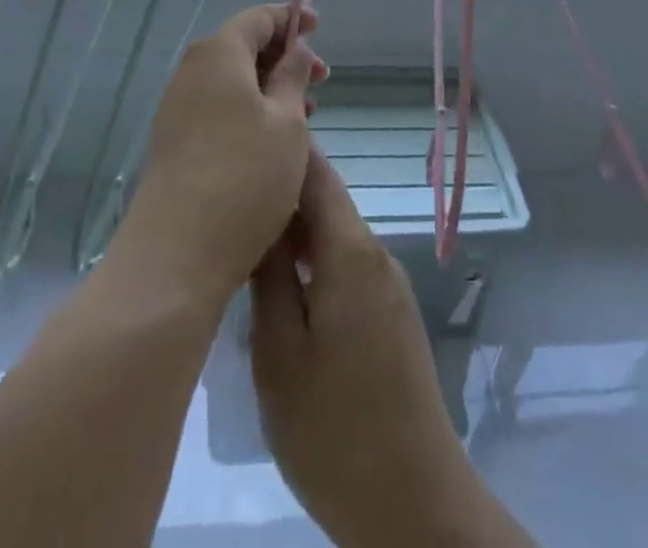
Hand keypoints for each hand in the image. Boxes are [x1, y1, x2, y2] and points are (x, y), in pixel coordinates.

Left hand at [119, 4, 325, 300]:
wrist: (176, 255)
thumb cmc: (245, 176)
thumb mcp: (288, 122)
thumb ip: (294, 76)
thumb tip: (296, 49)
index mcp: (218, 54)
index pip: (257, 18)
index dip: (290, 18)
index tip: (318, 28)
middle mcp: (192, 72)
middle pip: (242, 48)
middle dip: (284, 58)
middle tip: (322, 81)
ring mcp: (178, 109)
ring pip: (232, 82)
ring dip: (270, 89)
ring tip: (307, 117)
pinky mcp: (174, 142)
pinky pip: (218, 109)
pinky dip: (249, 112)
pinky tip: (273, 144)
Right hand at [252, 151, 502, 547]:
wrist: (415, 503)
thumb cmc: (335, 430)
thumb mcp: (280, 355)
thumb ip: (270, 277)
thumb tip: (260, 219)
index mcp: (351, 252)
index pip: (317, 174)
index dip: (283, 153)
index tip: (244, 143)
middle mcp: (376, 254)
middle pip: (326, 201)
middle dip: (282, 194)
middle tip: (231, 198)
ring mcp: (388, 285)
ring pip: (335, 235)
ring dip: (296, 231)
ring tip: (247, 239)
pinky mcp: (391, 314)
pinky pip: (347, 265)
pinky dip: (315, 261)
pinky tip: (284, 286)